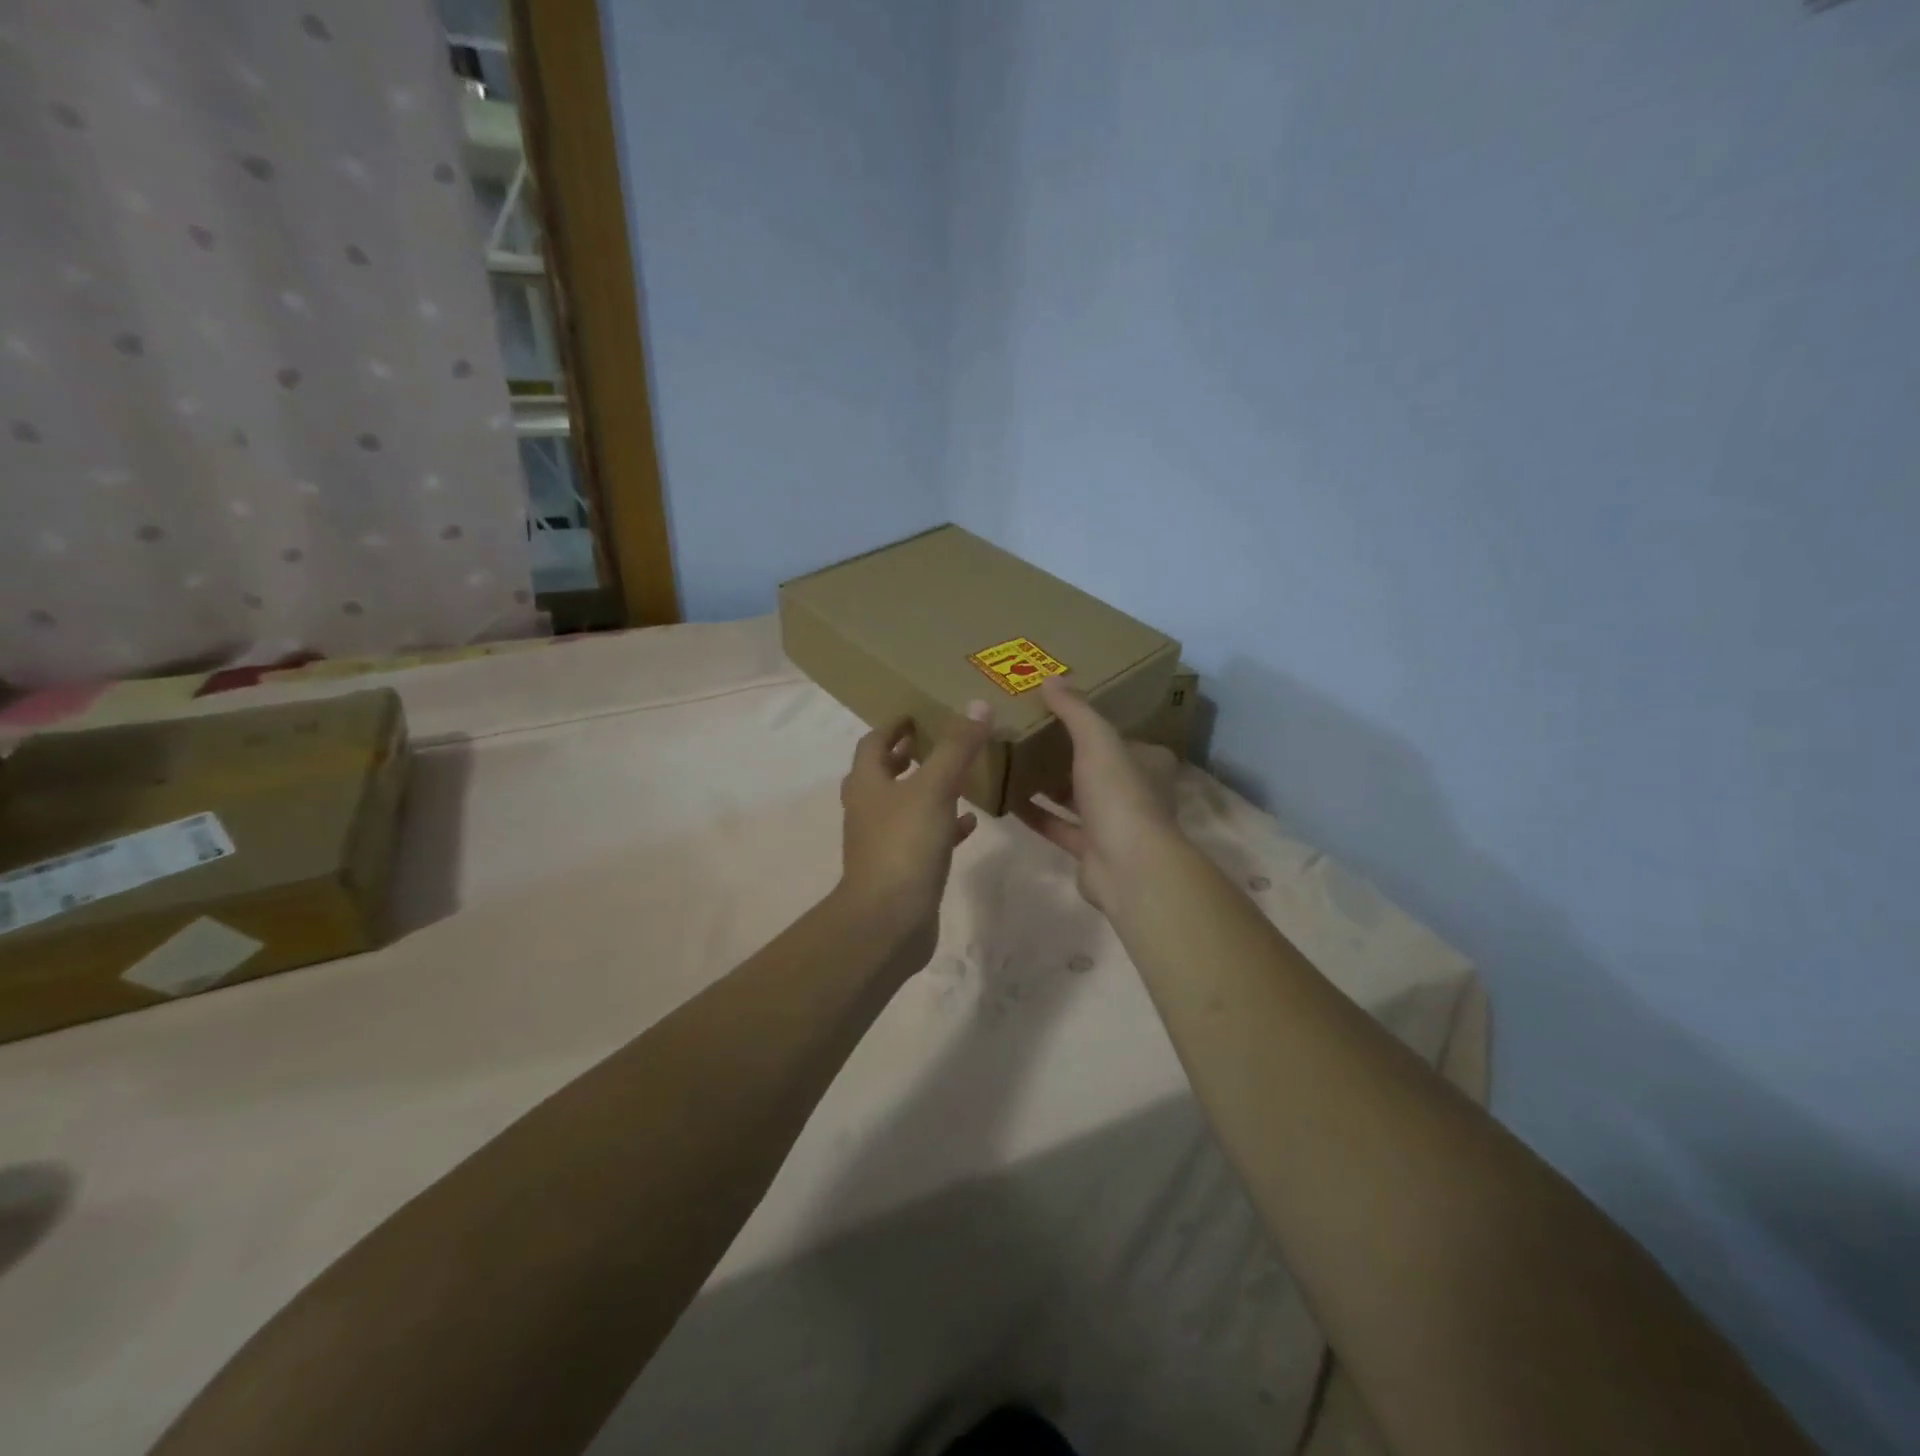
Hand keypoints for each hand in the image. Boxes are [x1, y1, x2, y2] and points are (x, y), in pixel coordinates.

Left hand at [837, 701, 993, 970]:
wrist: (888, 921)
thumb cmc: (905, 845)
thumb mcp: (934, 788)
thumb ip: (956, 748)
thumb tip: (976, 705)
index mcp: (867, 784)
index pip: (873, 743)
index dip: (892, 726)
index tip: (916, 715)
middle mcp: (868, 809)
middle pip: (883, 773)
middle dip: (906, 756)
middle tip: (936, 741)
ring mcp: (882, 842)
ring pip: (904, 806)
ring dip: (926, 789)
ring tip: (957, 775)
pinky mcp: (901, 869)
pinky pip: (924, 837)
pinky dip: (944, 825)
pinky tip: (970, 823)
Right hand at [1016, 676, 1182, 911]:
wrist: (1128, 868)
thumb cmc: (1119, 795)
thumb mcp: (1097, 741)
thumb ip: (1075, 710)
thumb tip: (1050, 679)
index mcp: (1147, 762)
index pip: (1119, 736)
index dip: (1093, 724)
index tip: (1058, 711)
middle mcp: (1135, 791)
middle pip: (1096, 767)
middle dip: (1066, 754)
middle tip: (1029, 733)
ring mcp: (1114, 824)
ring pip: (1077, 798)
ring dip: (1049, 784)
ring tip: (1014, 762)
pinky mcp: (1091, 850)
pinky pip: (1059, 826)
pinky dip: (1037, 814)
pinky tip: (1009, 800)